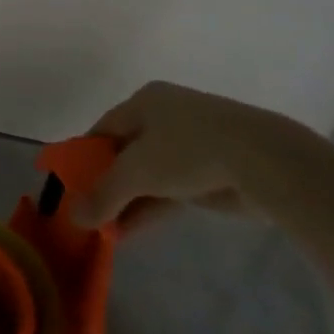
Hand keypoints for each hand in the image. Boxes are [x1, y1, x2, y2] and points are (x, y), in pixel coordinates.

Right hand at [72, 81, 310, 228]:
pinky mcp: (210, 171)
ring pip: (149, 174)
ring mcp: (189, 143)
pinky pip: (170, 189)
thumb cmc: (188, 150)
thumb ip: (104, 194)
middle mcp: (163, 116)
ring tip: (106, 232)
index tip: (71, 186)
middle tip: (90, 214)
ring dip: (129, 202)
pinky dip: (151, 208)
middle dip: (108, 184)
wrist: (261, 160)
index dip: (85, 157)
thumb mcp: (137, 172)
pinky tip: (131, 232)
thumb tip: (73, 217)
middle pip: (125, 152)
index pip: (103, 129)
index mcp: (144, 101)